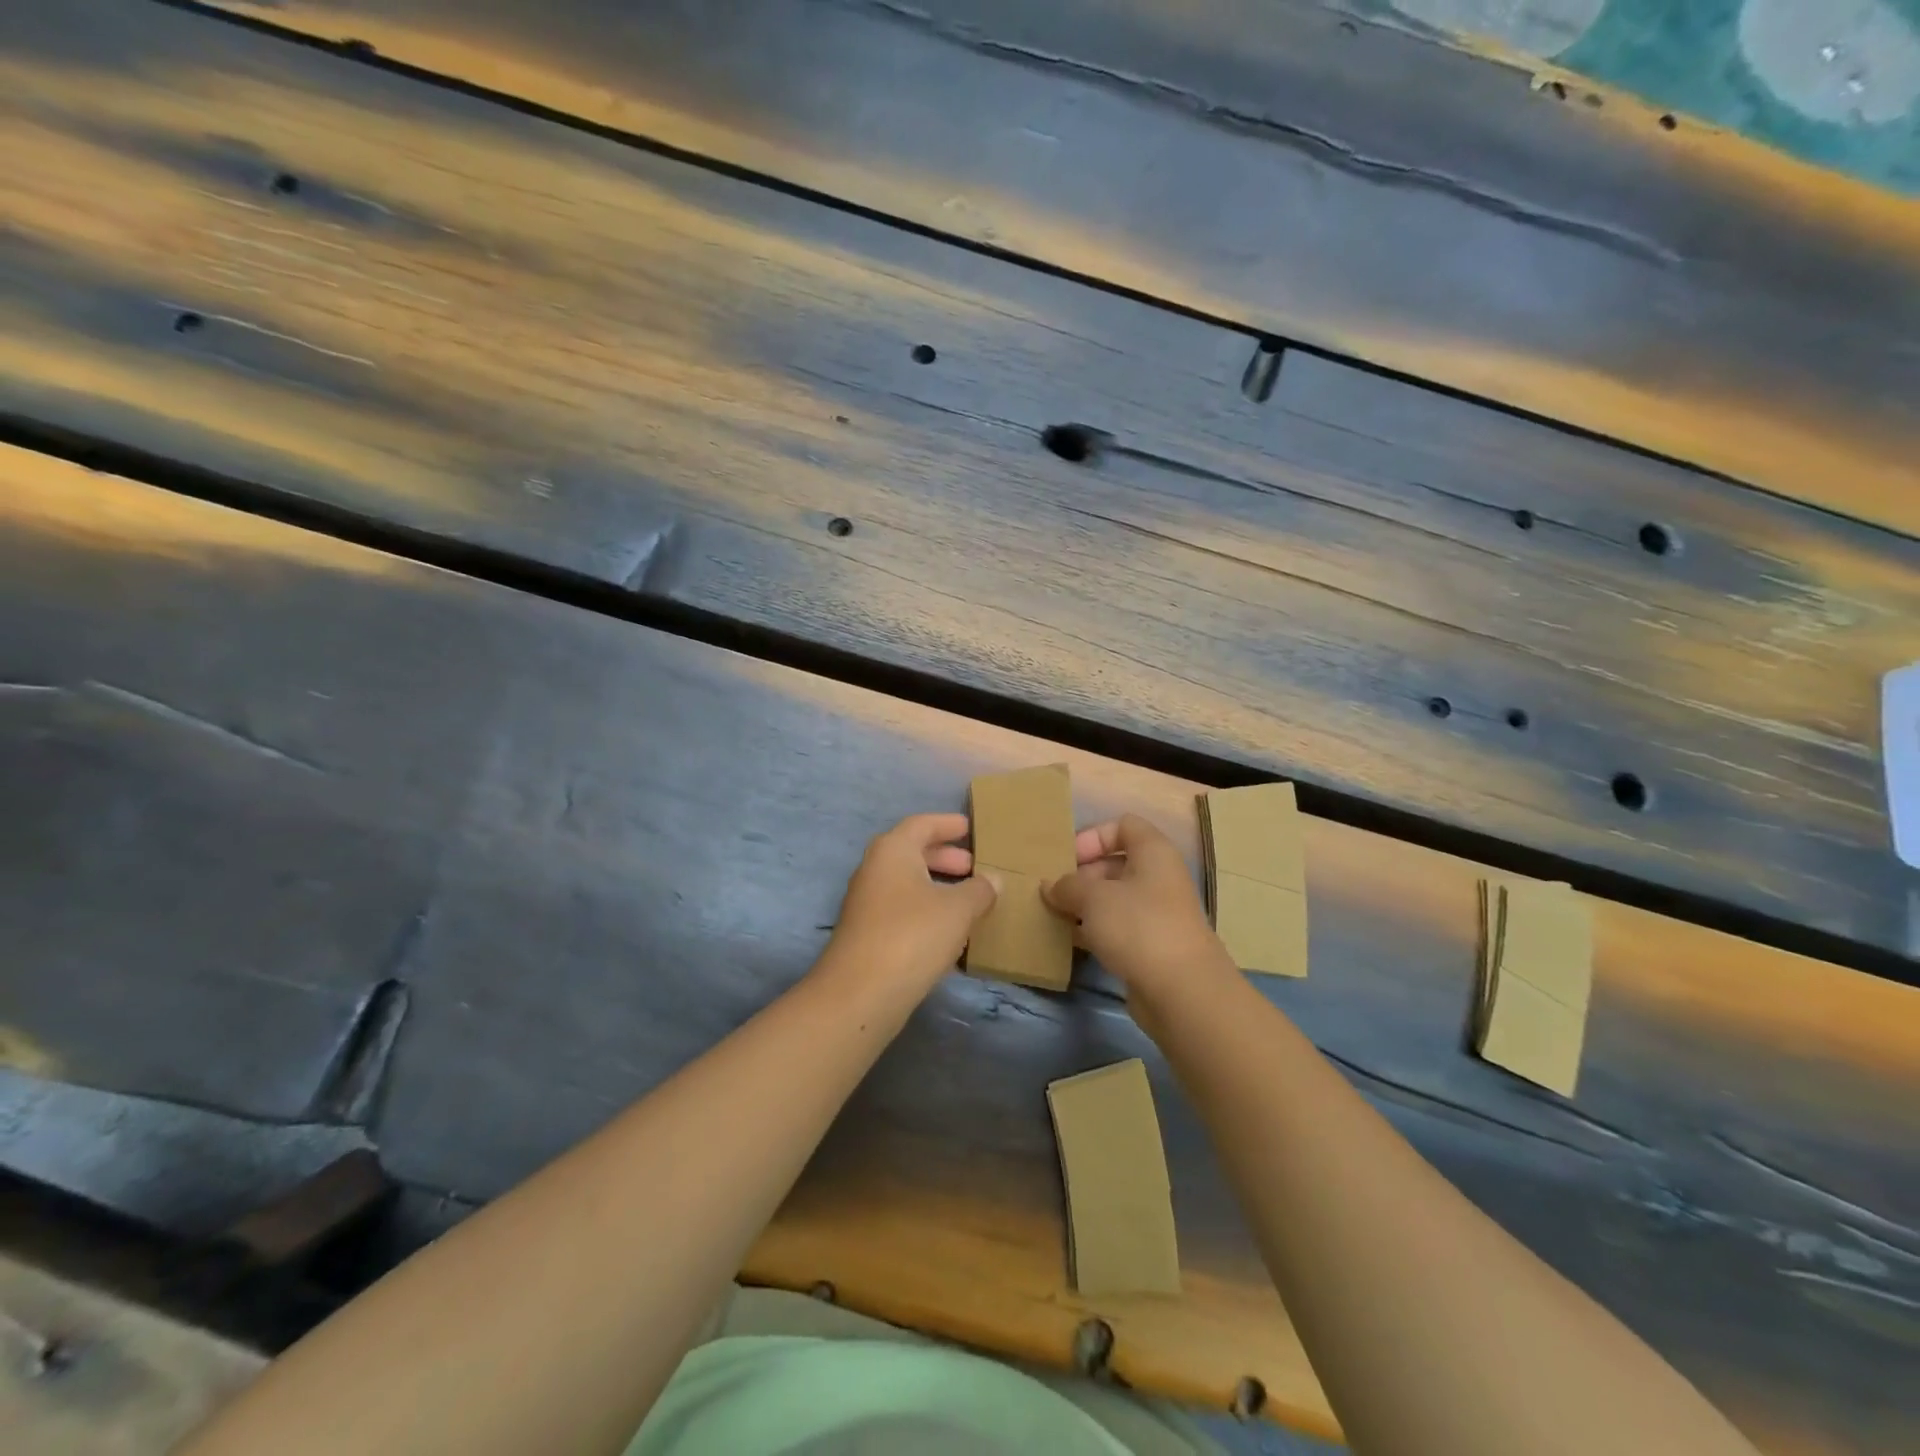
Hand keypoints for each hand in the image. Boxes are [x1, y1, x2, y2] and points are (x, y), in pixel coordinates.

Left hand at [823, 813, 997, 993]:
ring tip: (968, 899)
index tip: (969, 827)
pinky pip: (902, 909)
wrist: (860, 993)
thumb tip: (993, 881)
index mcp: (892, 850)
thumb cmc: (912, 935)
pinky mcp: (867, 934)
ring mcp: (867, 903)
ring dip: (937, 886)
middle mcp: (875, 870)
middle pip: (912, 852)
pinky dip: (926, 910)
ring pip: (907, 883)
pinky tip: (949, 930)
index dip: (947, 824)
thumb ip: (979, 890)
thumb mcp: (958, 909)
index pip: (922, 824)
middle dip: (944, 857)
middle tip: (974, 866)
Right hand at [1043, 814, 1232, 1014]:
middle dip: (1081, 875)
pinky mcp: (1151, 946)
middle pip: (1114, 863)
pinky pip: (1117, 928)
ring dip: (1083, 905)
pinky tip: (1069, 940)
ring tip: (1053, 915)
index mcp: (1153, 852)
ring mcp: (1156, 913)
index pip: (1123, 825)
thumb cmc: (1138, 926)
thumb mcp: (1093, 897)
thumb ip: (1067, 885)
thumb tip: (1050, 886)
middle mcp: (1158, 877)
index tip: (1067, 859)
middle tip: (1052, 892)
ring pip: (1113, 898)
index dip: (1092, 836)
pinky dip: (1093, 930)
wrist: (1183, 992)